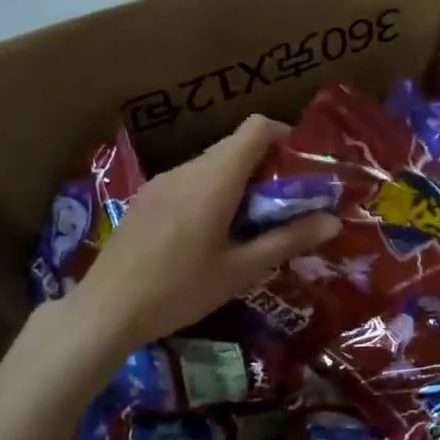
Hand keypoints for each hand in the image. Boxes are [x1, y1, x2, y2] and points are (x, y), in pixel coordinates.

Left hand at [49, 115, 338, 352]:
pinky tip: (212, 233)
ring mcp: (161, 182)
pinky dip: (213, 192)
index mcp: (214, 180)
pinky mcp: (146, 199)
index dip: (285, 136)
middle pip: (235, 146)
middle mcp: (187, 170)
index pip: (256, 128)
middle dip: (267, 165)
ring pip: (212, 164)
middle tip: (286, 203)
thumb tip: (334, 221)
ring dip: (239, 181)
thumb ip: (288, 240)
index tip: (302, 166)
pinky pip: (190, 180)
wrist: (105, 310)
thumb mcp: (241, 270)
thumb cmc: (180, 290)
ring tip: (253, 222)